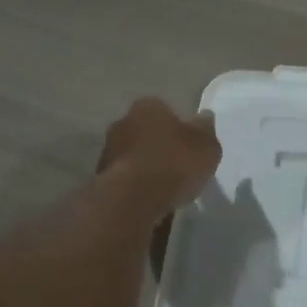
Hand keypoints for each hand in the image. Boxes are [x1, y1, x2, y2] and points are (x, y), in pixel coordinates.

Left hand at [97, 98, 220, 212]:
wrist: (133, 198)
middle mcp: (122, 121)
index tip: (189, 147)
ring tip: (164, 188)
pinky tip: (149, 200)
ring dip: (145, 167)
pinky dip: (135, 186)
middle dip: (159, 146)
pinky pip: (125, 178)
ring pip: (133, 155)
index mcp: (148, 106)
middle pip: (146, 132)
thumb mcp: (206, 146)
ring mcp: (107, 150)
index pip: (165, 110)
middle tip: (178, 167)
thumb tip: (205, 117)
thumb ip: (206, 131)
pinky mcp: (100, 177)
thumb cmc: (174, 163)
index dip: (179, 128)